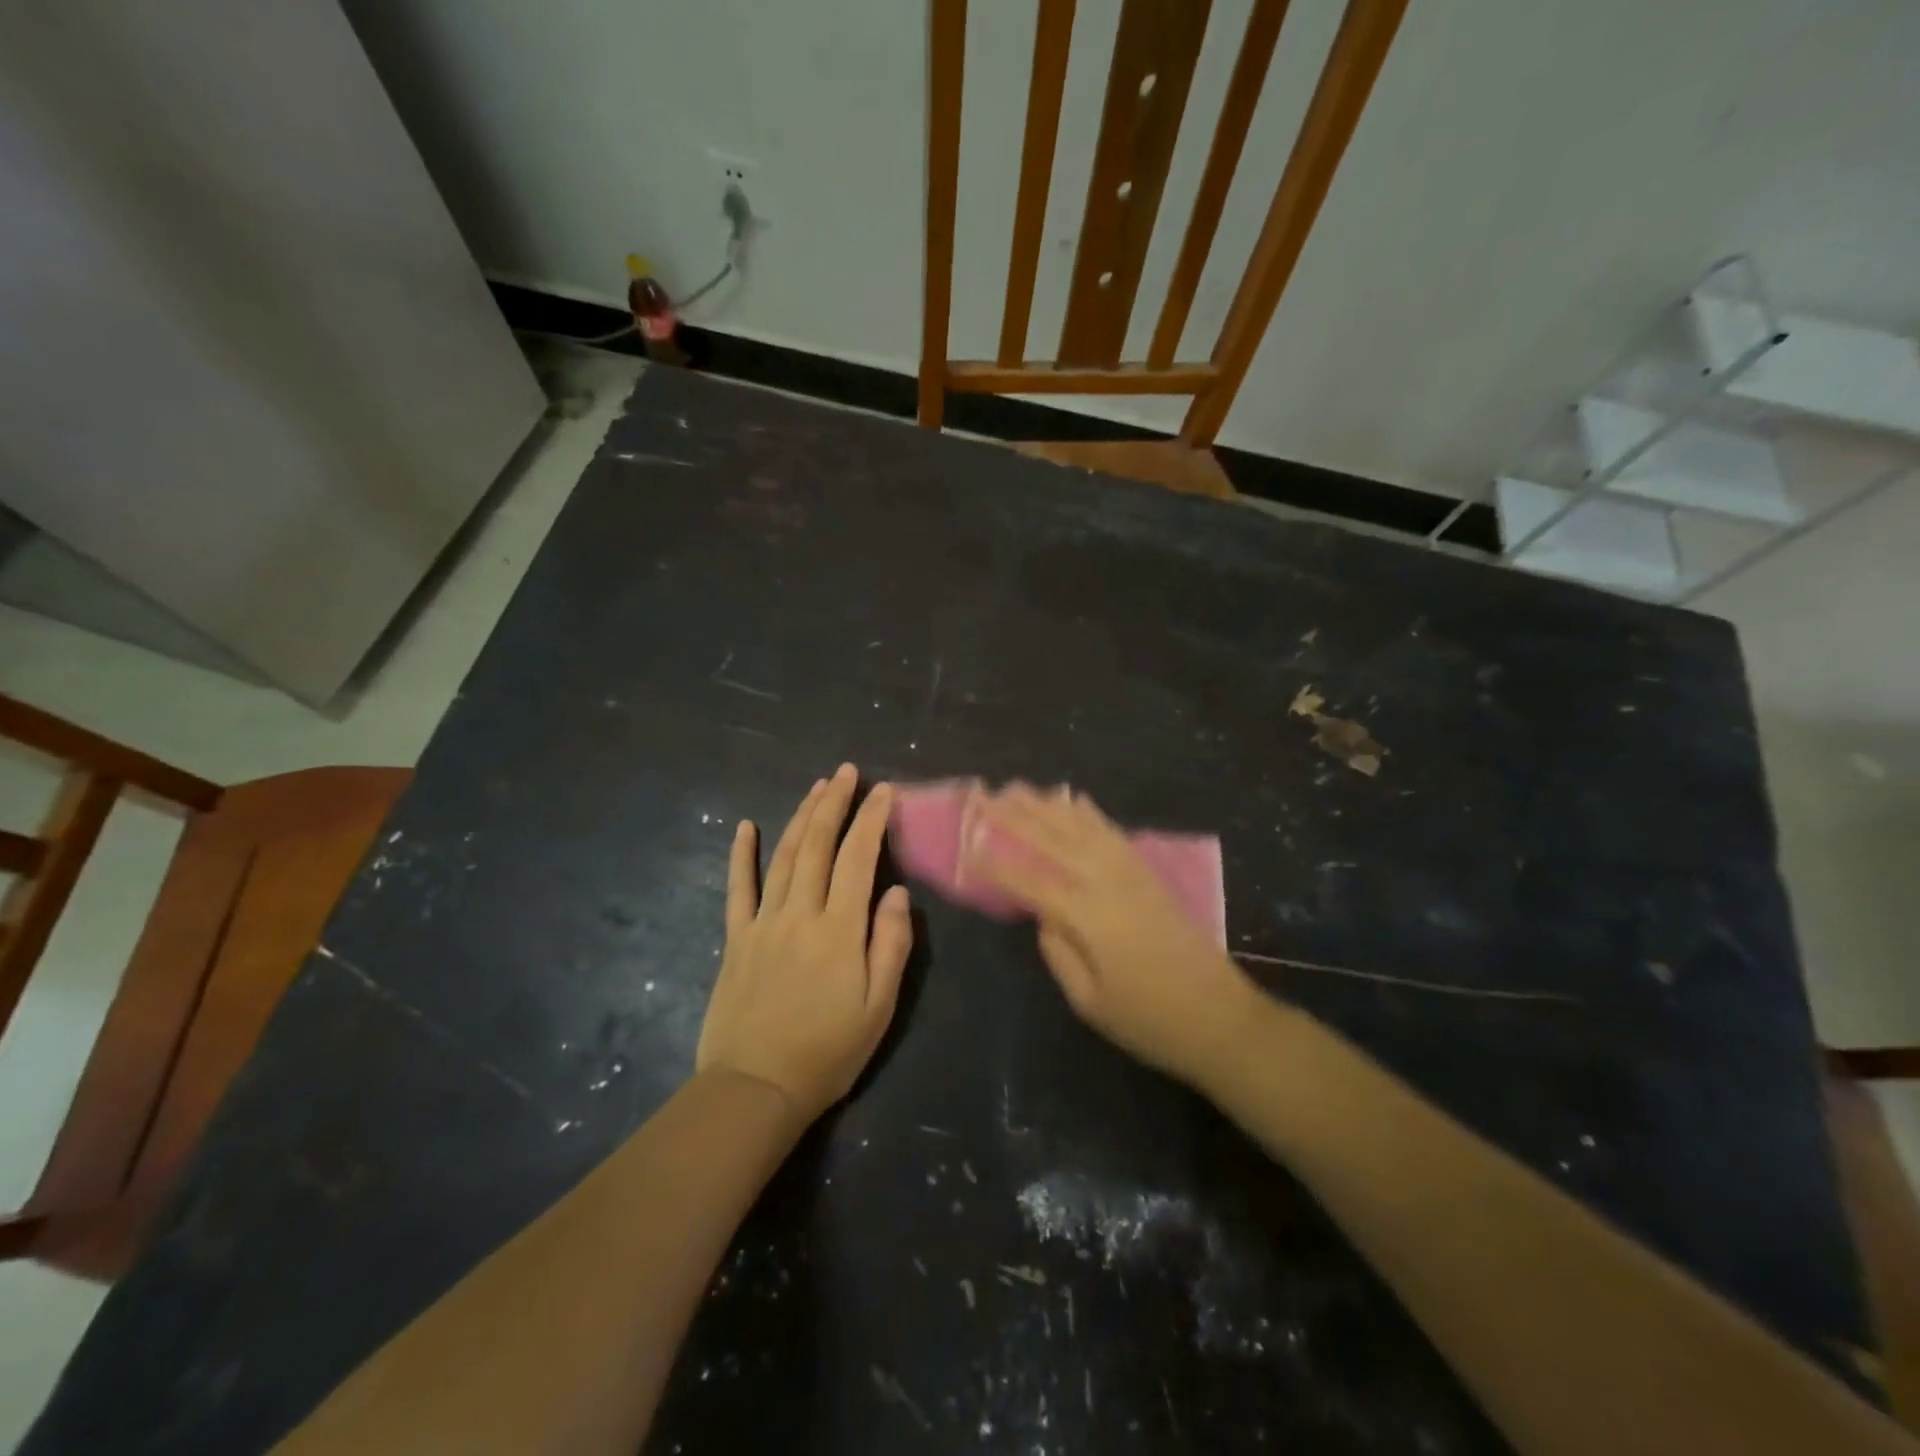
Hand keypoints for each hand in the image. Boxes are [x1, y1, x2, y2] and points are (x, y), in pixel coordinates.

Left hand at [696, 764, 913, 1123]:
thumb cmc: (827, 1052)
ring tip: (817, 787)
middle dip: (835, 803)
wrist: (755, 1089)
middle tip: (847, 772)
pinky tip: (745, 826)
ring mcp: (763, 923)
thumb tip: (896, 893)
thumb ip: (891, 945)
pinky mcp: (736, 939)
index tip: (883, 791)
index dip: (871, 820)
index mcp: (839, 930)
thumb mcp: (878, 1007)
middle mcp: (800, 914)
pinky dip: (741, 855)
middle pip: (818, 845)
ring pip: (784, 856)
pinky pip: (738, 888)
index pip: (859, 859)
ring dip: (801, 817)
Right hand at [967, 784, 1255, 1086]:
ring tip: (1017, 787)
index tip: (967, 847)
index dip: (995, 865)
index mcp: (1086, 914)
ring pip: (1080, 825)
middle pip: (1052, 839)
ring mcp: (1130, 871)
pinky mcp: (1148, 872)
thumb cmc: (1148, 1019)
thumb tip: (1043, 916)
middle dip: (1013, 816)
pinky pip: (1111, 830)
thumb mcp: (1089, 1001)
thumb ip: (1058, 952)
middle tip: (983, 796)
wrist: (1220, 1016)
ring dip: (1046, 804)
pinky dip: (1087, 812)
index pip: (1028, 881)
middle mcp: (1106, 880)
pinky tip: (1073, 799)